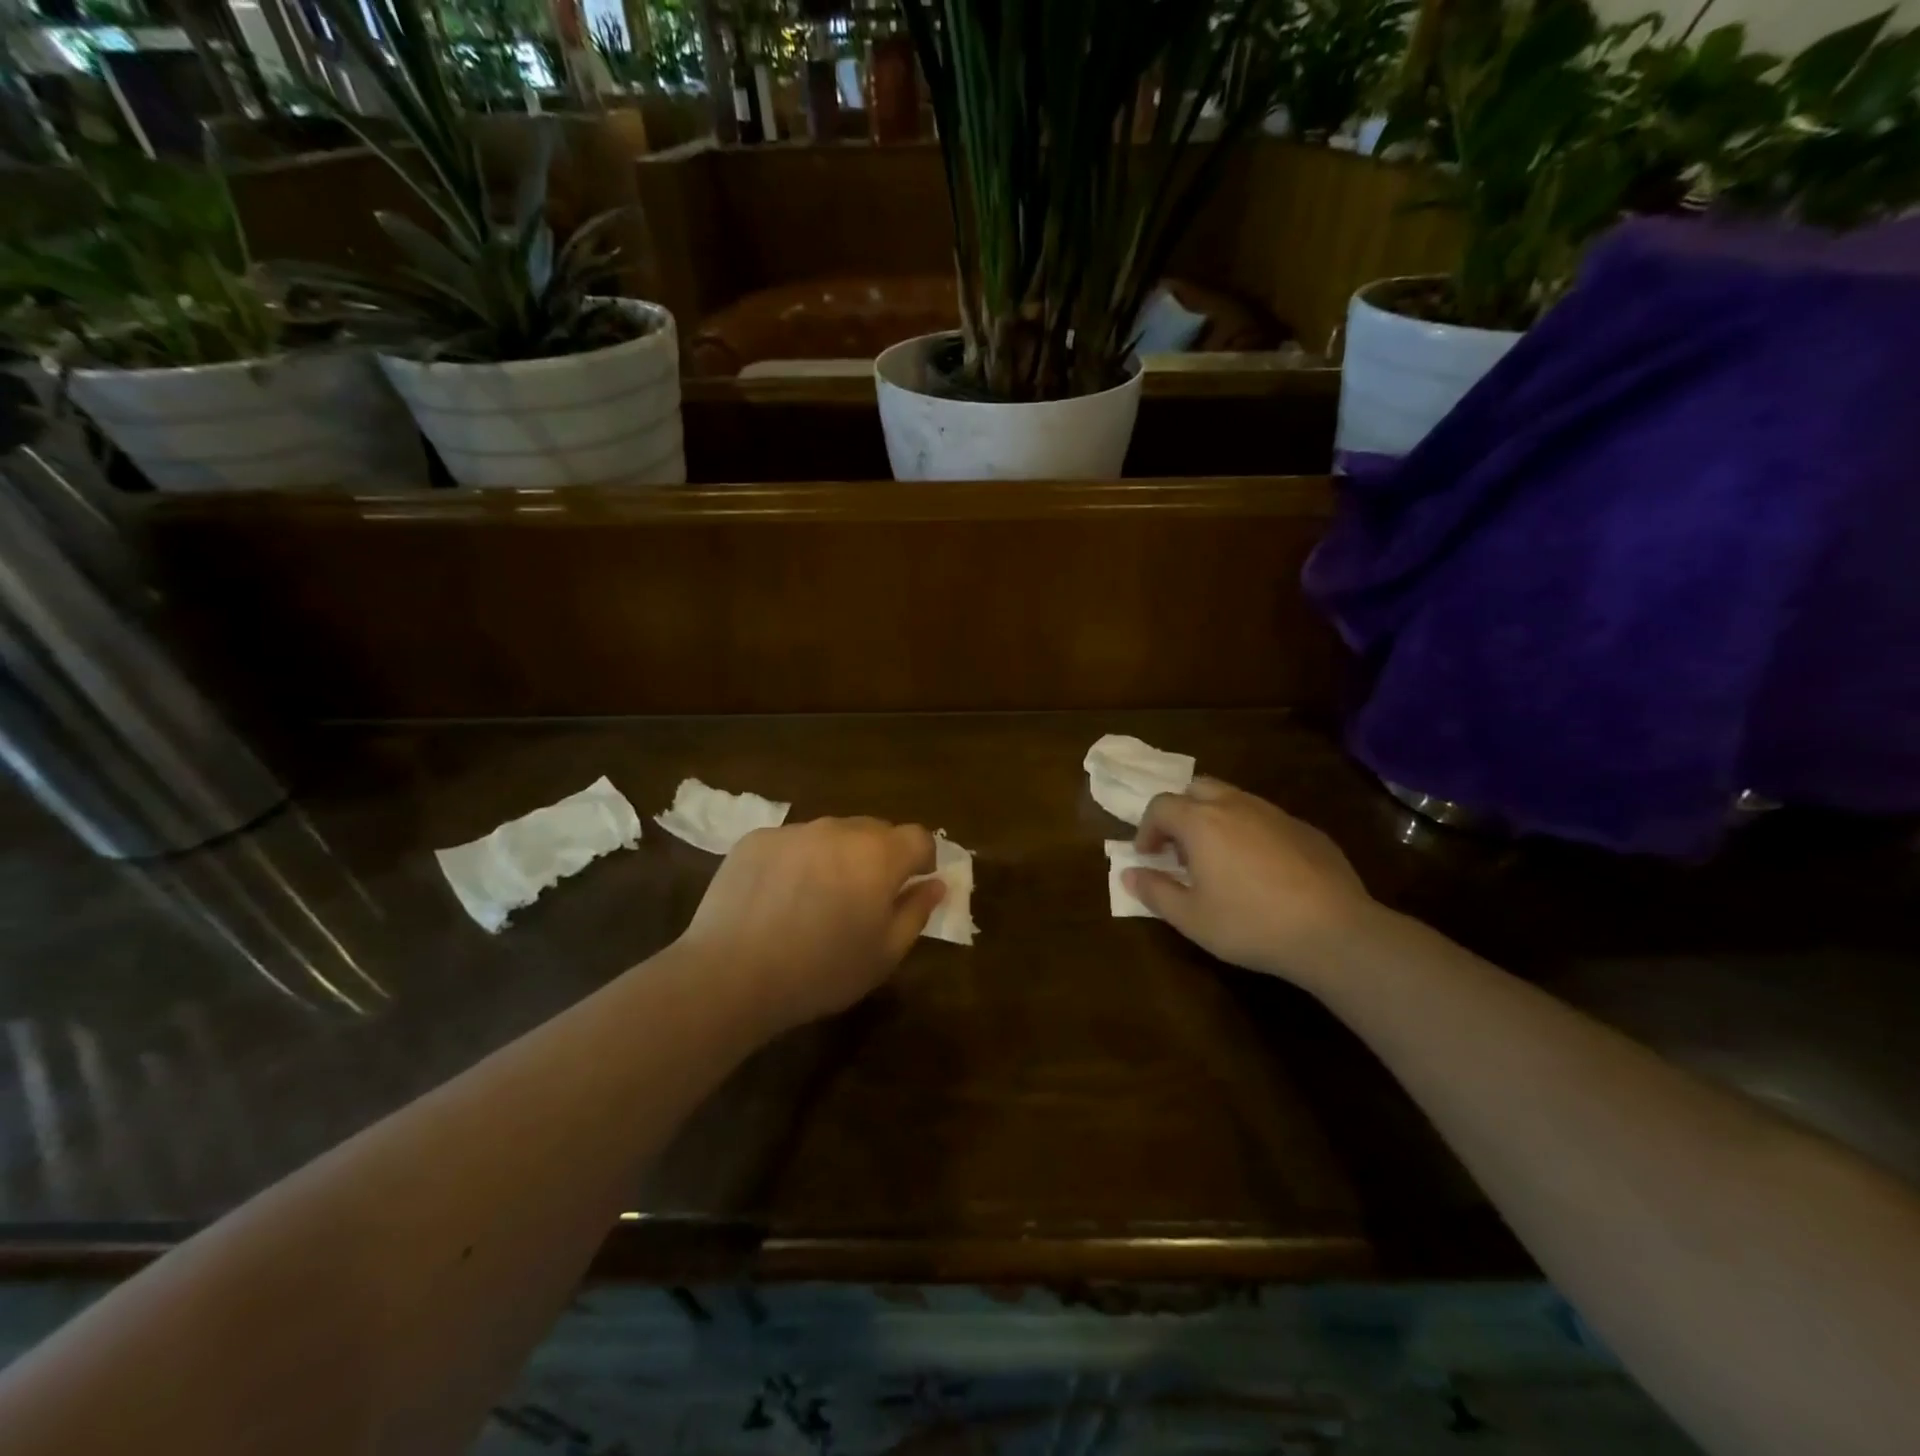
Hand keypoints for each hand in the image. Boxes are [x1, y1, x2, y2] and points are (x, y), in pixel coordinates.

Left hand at [676, 817, 945, 1036]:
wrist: (731, 974)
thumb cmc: (821, 971)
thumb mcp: (884, 954)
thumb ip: (917, 912)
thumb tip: (936, 884)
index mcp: (879, 856)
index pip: (919, 837)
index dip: (922, 860)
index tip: (911, 886)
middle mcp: (840, 830)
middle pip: (875, 831)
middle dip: (880, 857)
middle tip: (863, 898)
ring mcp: (795, 831)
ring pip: (832, 834)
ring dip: (837, 857)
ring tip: (816, 899)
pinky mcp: (757, 839)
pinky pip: (792, 843)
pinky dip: (797, 861)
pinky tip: (778, 898)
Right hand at [1125, 778, 1379, 986]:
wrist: (1333, 931)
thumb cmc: (1250, 923)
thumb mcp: (1191, 917)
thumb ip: (1154, 891)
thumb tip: (1129, 874)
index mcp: (1201, 822)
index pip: (1160, 806)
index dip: (1147, 829)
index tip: (1148, 856)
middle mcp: (1236, 805)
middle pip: (1197, 789)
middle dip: (1181, 813)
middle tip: (1180, 849)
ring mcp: (1275, 814)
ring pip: (1234, 800)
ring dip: (1215, 820)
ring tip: (1218, 860)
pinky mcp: (1306, 829)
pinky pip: (1265, 819)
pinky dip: (1250, 833)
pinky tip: (1261, 871)